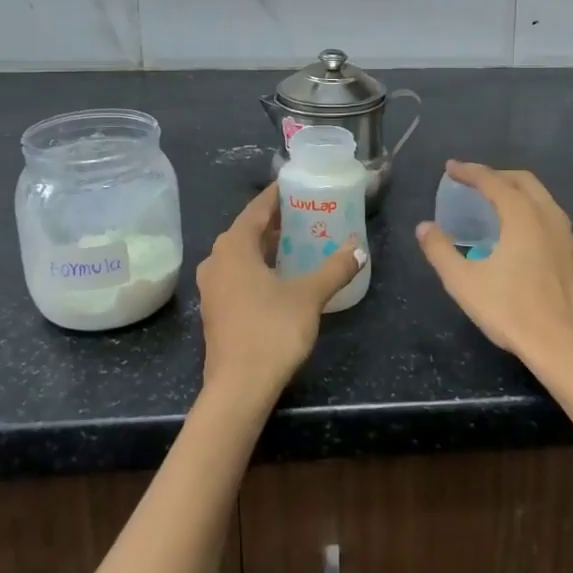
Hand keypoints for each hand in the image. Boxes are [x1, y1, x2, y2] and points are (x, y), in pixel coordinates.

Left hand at [196, 184, 363, 403]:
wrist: (238, 388)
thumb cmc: (271, 331)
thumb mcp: (309, 296)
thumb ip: (335, 268)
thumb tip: (359, 248)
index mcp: (234, 247)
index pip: (257, 209)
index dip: (277, 196)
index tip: (297, 185)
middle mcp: (217, 260)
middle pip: (247, 230)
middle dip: (276, 221)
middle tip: (306, 213)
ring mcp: (213, 287)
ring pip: (241, 254)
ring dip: (267, 246)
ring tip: (299, 241)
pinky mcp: (216, 309)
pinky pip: (238, 274)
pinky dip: (258, 266)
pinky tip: (282, 275)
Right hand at [415, 161, 572, 375]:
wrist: (567, 348)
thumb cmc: (512, 312)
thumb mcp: (464, 283)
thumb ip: (440, 251)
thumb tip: (424, 227)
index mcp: (523, 216)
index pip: (492, 181)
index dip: (469, 172)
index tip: (450, 168)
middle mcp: (549, 217)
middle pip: (523, 181)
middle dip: (496, 175)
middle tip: (473, 182)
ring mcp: (569, 237)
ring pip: (543, 200)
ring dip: (518, 193)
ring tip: (496, 206)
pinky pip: (553, 221)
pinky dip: (533, 214)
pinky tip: (522, 238)